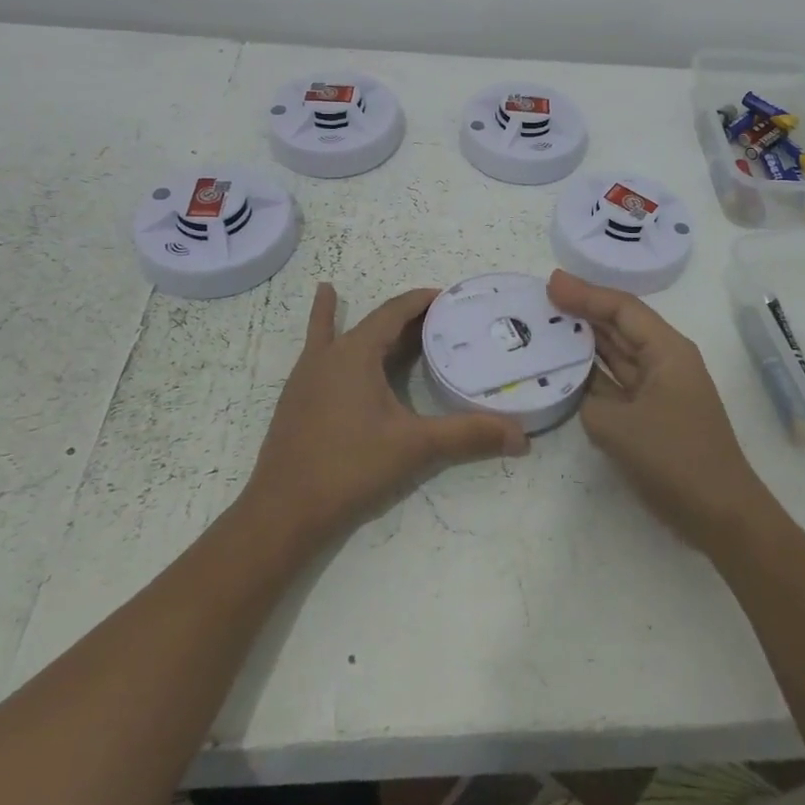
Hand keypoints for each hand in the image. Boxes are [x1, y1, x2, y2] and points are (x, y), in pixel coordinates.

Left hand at [241, 283, 529, 549]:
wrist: (282, 512)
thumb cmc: (350, 468)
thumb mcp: (415, 447)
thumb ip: (468, 436)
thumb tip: (522, 437)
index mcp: (356, 353)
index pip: (395, 311)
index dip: (423, 300)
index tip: (450, 297)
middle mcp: (328, 355)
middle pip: (372, 322)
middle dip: (405, 316)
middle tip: (437, 316)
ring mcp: (307, 376)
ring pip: (339, 335)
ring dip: (362, 323)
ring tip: (346, 292)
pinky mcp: (297, 399)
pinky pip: (315, 353)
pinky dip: (320, 332)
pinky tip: (319, 332)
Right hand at [549, 270, 773, 553]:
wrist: (720, 516)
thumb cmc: (675, 459)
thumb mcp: (618, 426)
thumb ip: (588, 400)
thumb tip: (582, 392)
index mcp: (667, 350)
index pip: (622, 309)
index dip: (585, 293)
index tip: (550, 283)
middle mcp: (664, 361)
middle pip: (619, 326)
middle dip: (582, 311)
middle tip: (540, 300)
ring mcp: (658, 389)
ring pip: (615, 354)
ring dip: (583, 341)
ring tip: (545, 326)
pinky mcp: (650, 415)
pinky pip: (615, 384)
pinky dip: (590, 375)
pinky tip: (562, 370)